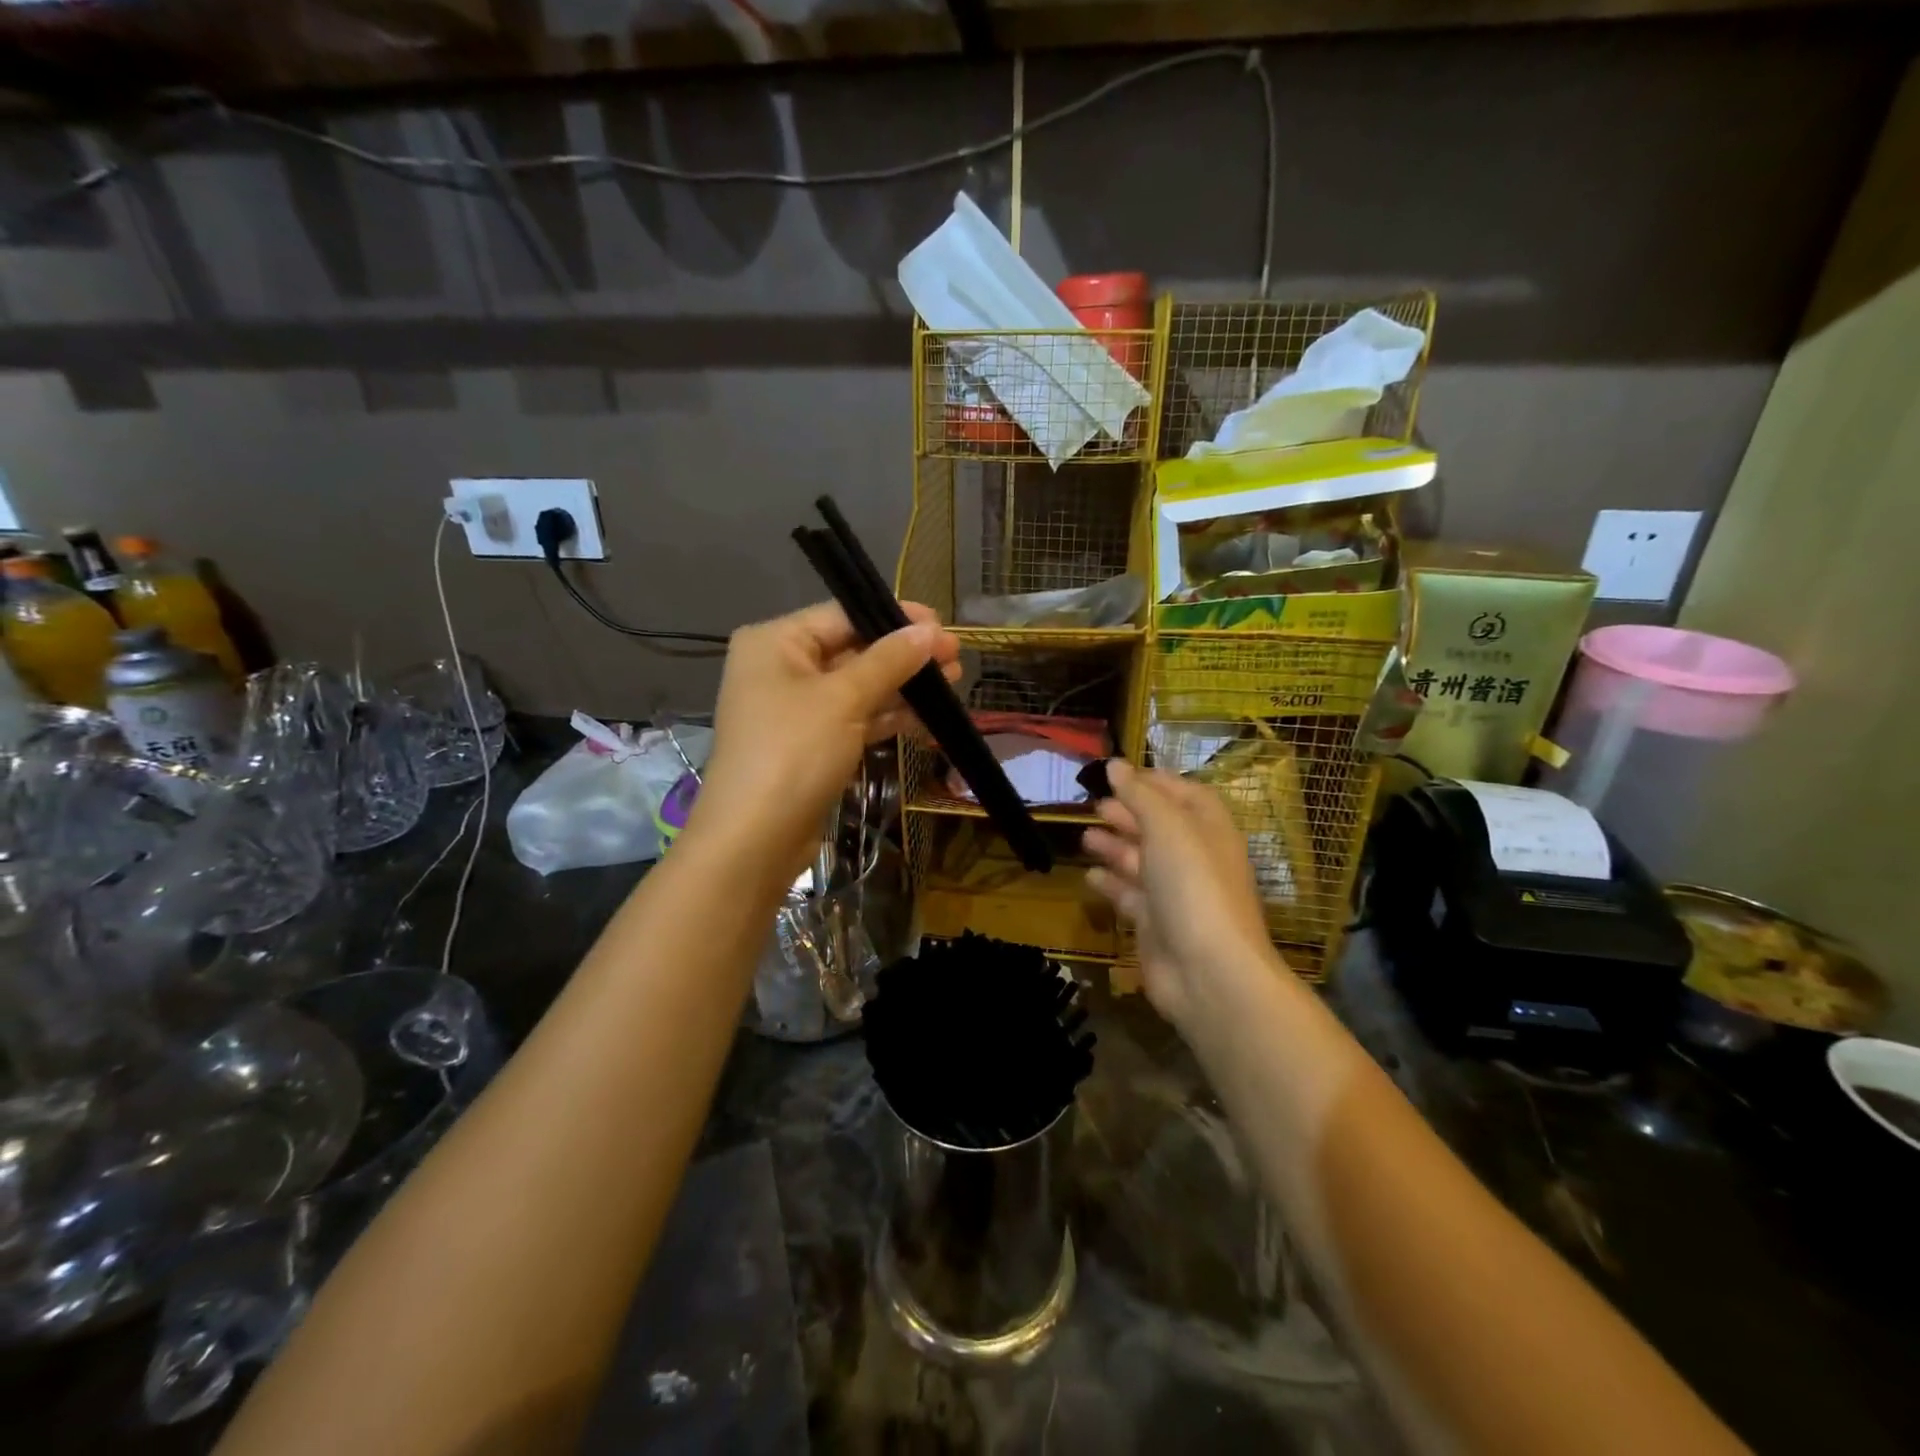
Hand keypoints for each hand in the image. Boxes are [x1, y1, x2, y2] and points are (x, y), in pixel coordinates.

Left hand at [685, 601, 958, 881]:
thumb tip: (930, 631)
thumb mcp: (844, 699)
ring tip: (952, 687)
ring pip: (857, 688)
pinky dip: (886, 718)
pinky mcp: (810, 745)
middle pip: (852, 650)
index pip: (843, 615)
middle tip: (955, 661)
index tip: (942, 628)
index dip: (895, 619)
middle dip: (904, 657)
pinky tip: (927, 720)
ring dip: (901, 688)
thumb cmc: (794, 753)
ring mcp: (795, 710)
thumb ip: (889, 661)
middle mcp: (781, 668)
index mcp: (775, 642)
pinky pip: (853, 719)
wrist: (755, 840)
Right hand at [1081, 760, 1284, 1027]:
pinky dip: (1111, 884)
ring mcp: (1176, 894)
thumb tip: (1115, 764)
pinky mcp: (1156, 925)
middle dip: (1128, 813)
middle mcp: (1195, 858)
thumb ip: (1139, 794)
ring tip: (1085, 836)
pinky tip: (1090, 876)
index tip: (1119, 772)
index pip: (1186, 794)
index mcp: (1209, 830)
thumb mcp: (1167, 827)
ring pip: (1141, 861)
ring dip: (1114, 846)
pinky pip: (1130, 897)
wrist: (1208, 971)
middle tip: (1094, 805)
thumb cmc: (1193, 885)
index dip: (1155, 781)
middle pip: (1160, 827)